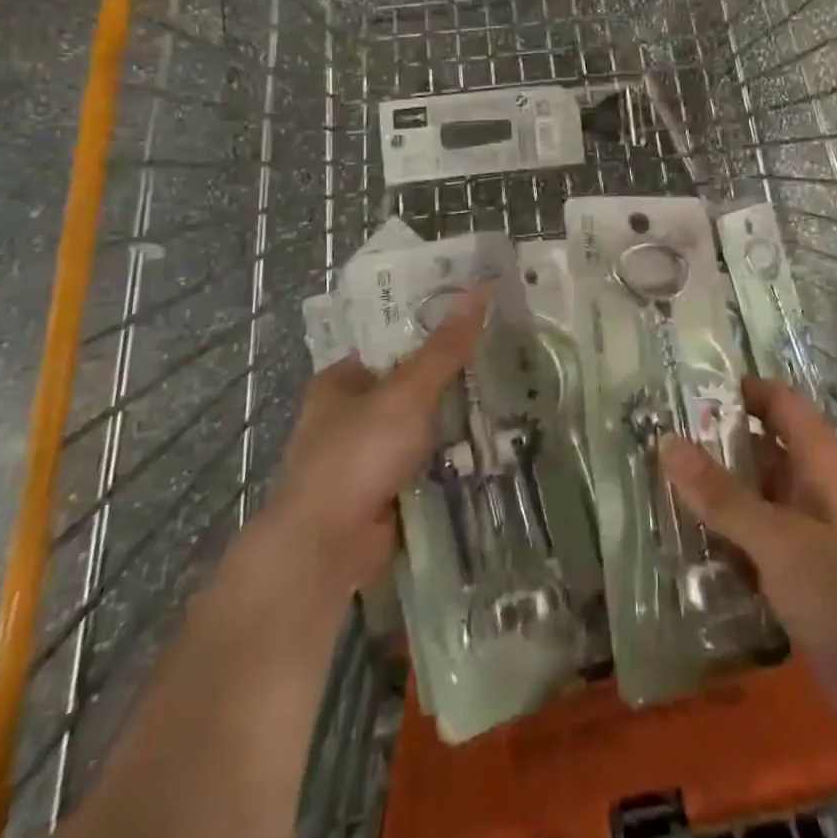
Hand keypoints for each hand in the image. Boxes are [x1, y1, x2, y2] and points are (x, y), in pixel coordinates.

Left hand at [269, 284, 490, 592]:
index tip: (480, 314)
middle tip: (506, 352)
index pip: (395, 339)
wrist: (324, 550)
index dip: (435, 324)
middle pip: (413, 382)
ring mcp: (368, 454)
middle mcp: (351, 412)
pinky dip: (453, 454)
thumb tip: (483, 287)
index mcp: (343, 379)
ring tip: (512, 390)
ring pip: (424, 423)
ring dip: (457, 416)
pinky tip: (494, 440)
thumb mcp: (406, 393)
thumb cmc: (356, 456)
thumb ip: (446, 346)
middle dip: (454, 374)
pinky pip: (428, 460)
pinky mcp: (386, 489)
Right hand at [662, 377, 836, 751]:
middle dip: (716, 446)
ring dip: (718, 496)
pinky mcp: (805, 574)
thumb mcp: (777, 539)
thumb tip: (666, 442)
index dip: (740, 391)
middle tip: (659, 447)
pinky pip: (759, 541)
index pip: (779, 401)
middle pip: (763, 448)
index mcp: (821, 460)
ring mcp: (812, 532)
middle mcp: (817, 486)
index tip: (686, 393)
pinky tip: (689, 549)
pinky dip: (729, 538)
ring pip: (757, 497)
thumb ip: (721, 494)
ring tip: (660, 492)